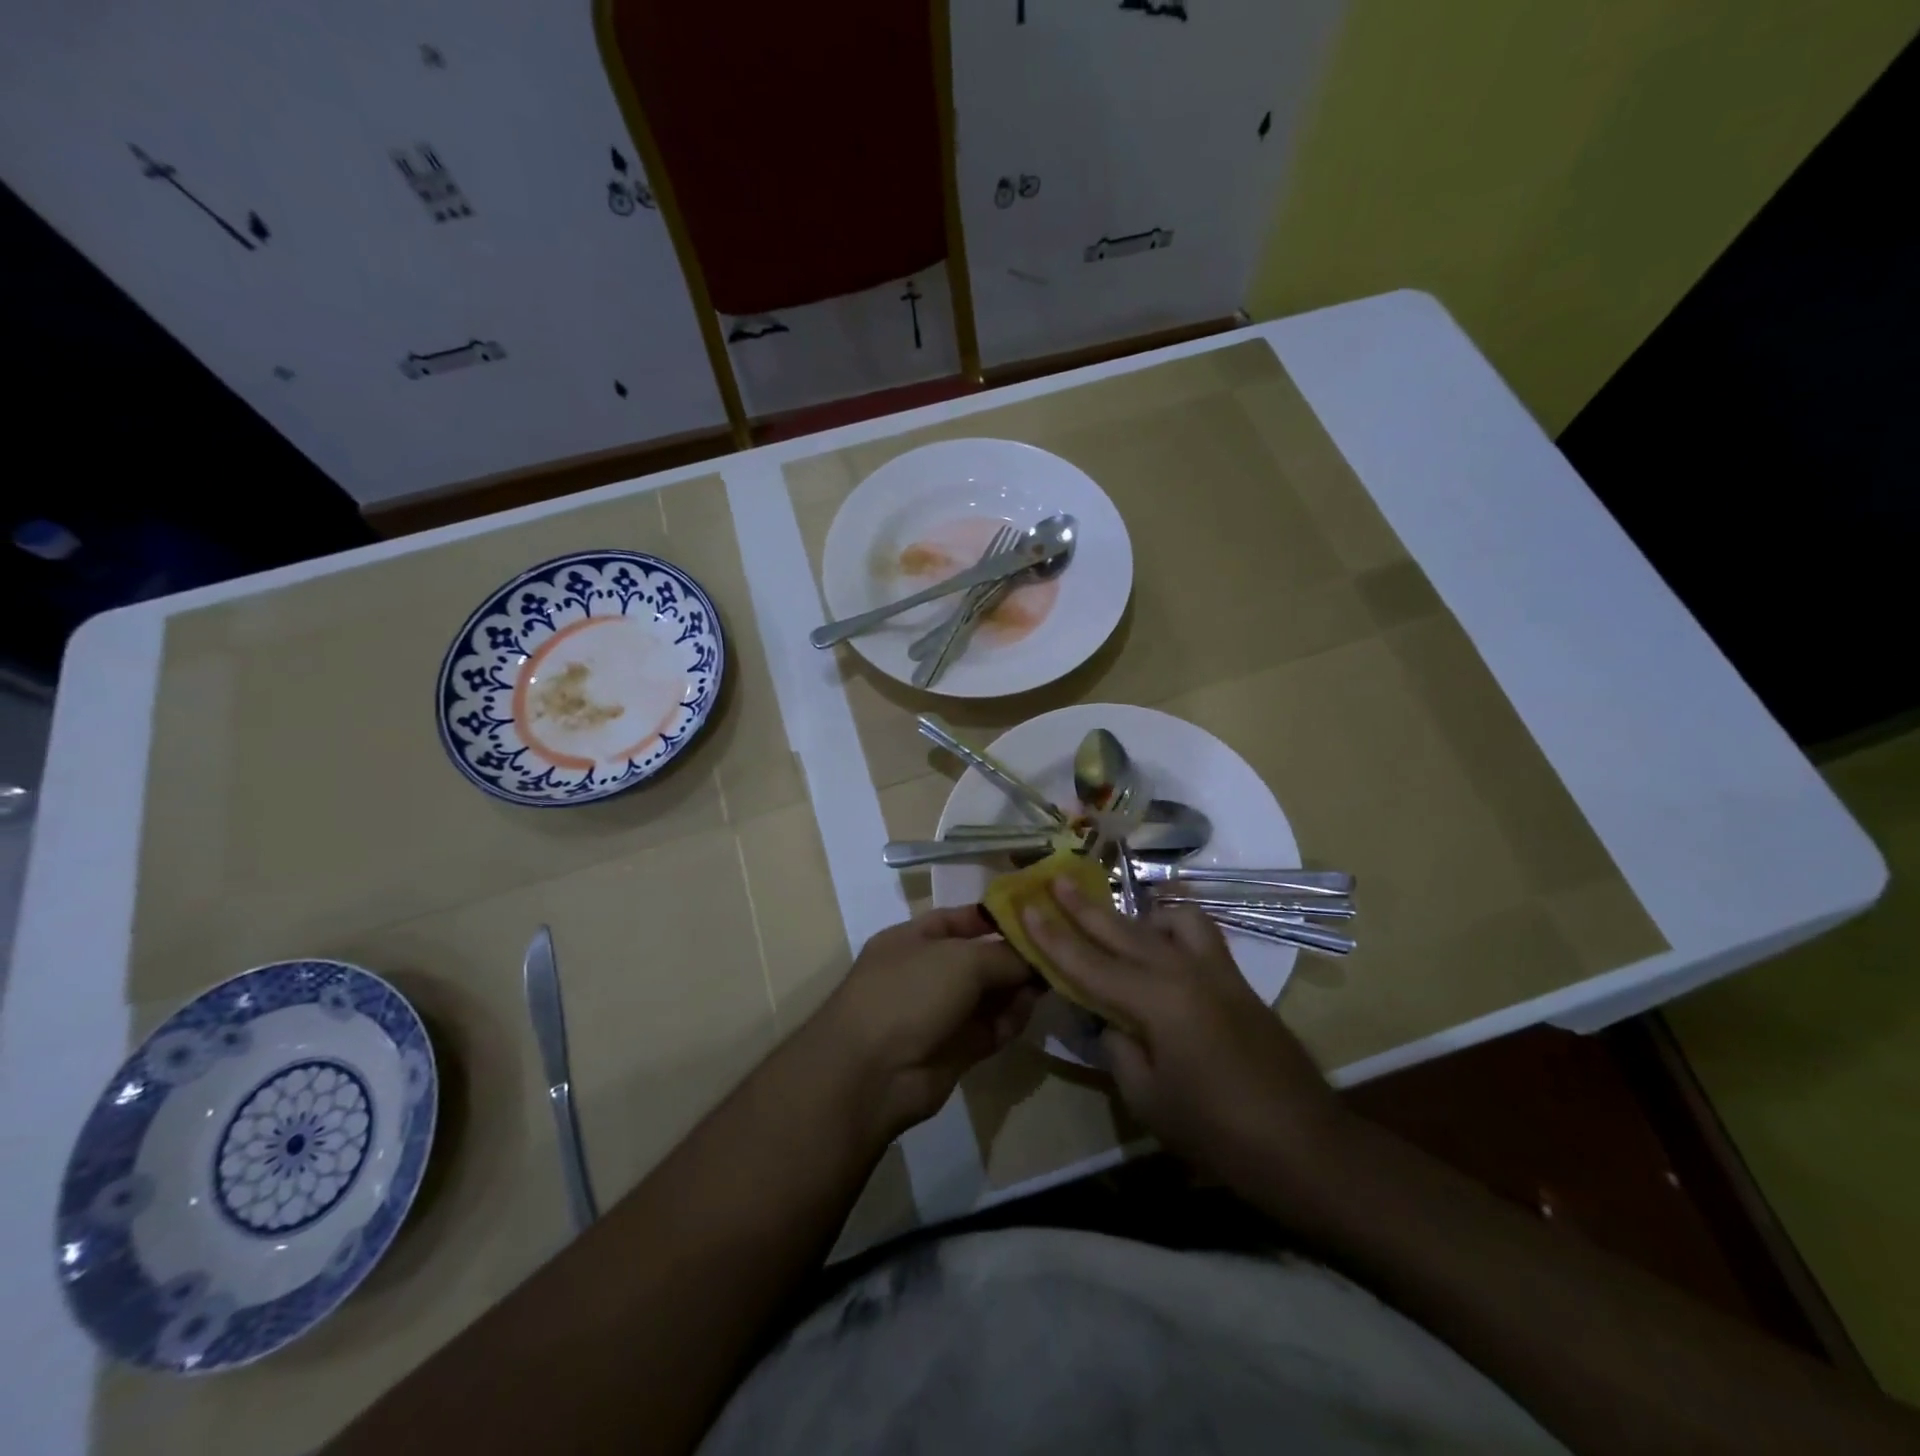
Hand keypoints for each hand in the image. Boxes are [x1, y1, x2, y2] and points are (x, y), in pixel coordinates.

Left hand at [816, 905, 1038, 1142]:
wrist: (872, 1072)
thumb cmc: (910, 993)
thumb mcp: (961, 959)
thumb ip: (1004, 955)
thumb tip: (1035, 958)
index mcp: (913, 939)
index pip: (960, 919)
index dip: (995, 917)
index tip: (1036, 915)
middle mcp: (926, 972)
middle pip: (979, 958)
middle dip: (1014, 955)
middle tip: (1056, 950)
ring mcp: (939, 1013)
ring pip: (988, 995)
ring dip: (1017, 987)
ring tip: (1051, 978)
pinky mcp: (955, 1050)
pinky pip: (990, 1027)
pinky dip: (1011, 1018)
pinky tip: (1032, 1007)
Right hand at [1022, 878, 1352, 1205]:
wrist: (1303, 1143)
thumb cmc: (1216, 1131)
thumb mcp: (1147, 1098)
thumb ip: (1119, 1048)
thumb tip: (1110, 1020)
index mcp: (1154, 1001)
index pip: (1088, 962)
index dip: (1052, 936)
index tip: (1026, 907)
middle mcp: (1182, 972)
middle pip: (1123, 930)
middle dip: (1085, 905)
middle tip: (1059, 876)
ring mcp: (1215, 971)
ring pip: (1170, 919)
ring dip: (1139, 910)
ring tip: (1120, 911)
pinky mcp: (1237, 981)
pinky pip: (1202, 934)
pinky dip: (1178, 923)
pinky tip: (1169, 932)